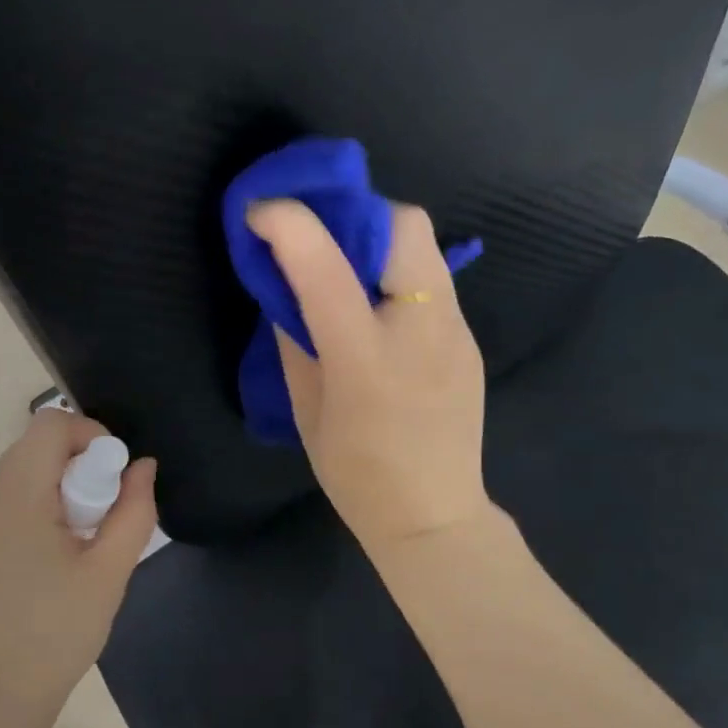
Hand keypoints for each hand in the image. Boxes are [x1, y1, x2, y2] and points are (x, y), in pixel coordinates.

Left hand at [0, 409, 157, 719]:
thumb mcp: (109, 571)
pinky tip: (48, 559)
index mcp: (13, 495)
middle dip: (78, 467)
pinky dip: (34, 508)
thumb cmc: (56, 634)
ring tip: (76, 544)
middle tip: (100, 520)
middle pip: (35, 447)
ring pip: (20, 473)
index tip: (114, 480)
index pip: (50, 424)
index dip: (92, 436)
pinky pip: (3, 500)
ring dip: (57, 489)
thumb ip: (134, 510)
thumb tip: (142, 466)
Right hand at [246, 198, 489, 557]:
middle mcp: (420, 330)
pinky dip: (398, 272)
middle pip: (403, 224)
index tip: (260, 212)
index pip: (326, 265)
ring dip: (378, 239)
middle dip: (355, 213)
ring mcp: (454, 331)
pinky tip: (379, 309)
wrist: (433, 515)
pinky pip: (433, 279)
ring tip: (349, 269)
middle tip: (321, 238)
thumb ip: (294, 340)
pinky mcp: (468, 338)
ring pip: (424, 245)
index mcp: (365, 358)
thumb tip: (285, 289)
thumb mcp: (307, 410)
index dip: (289, 223)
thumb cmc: (356, 475)